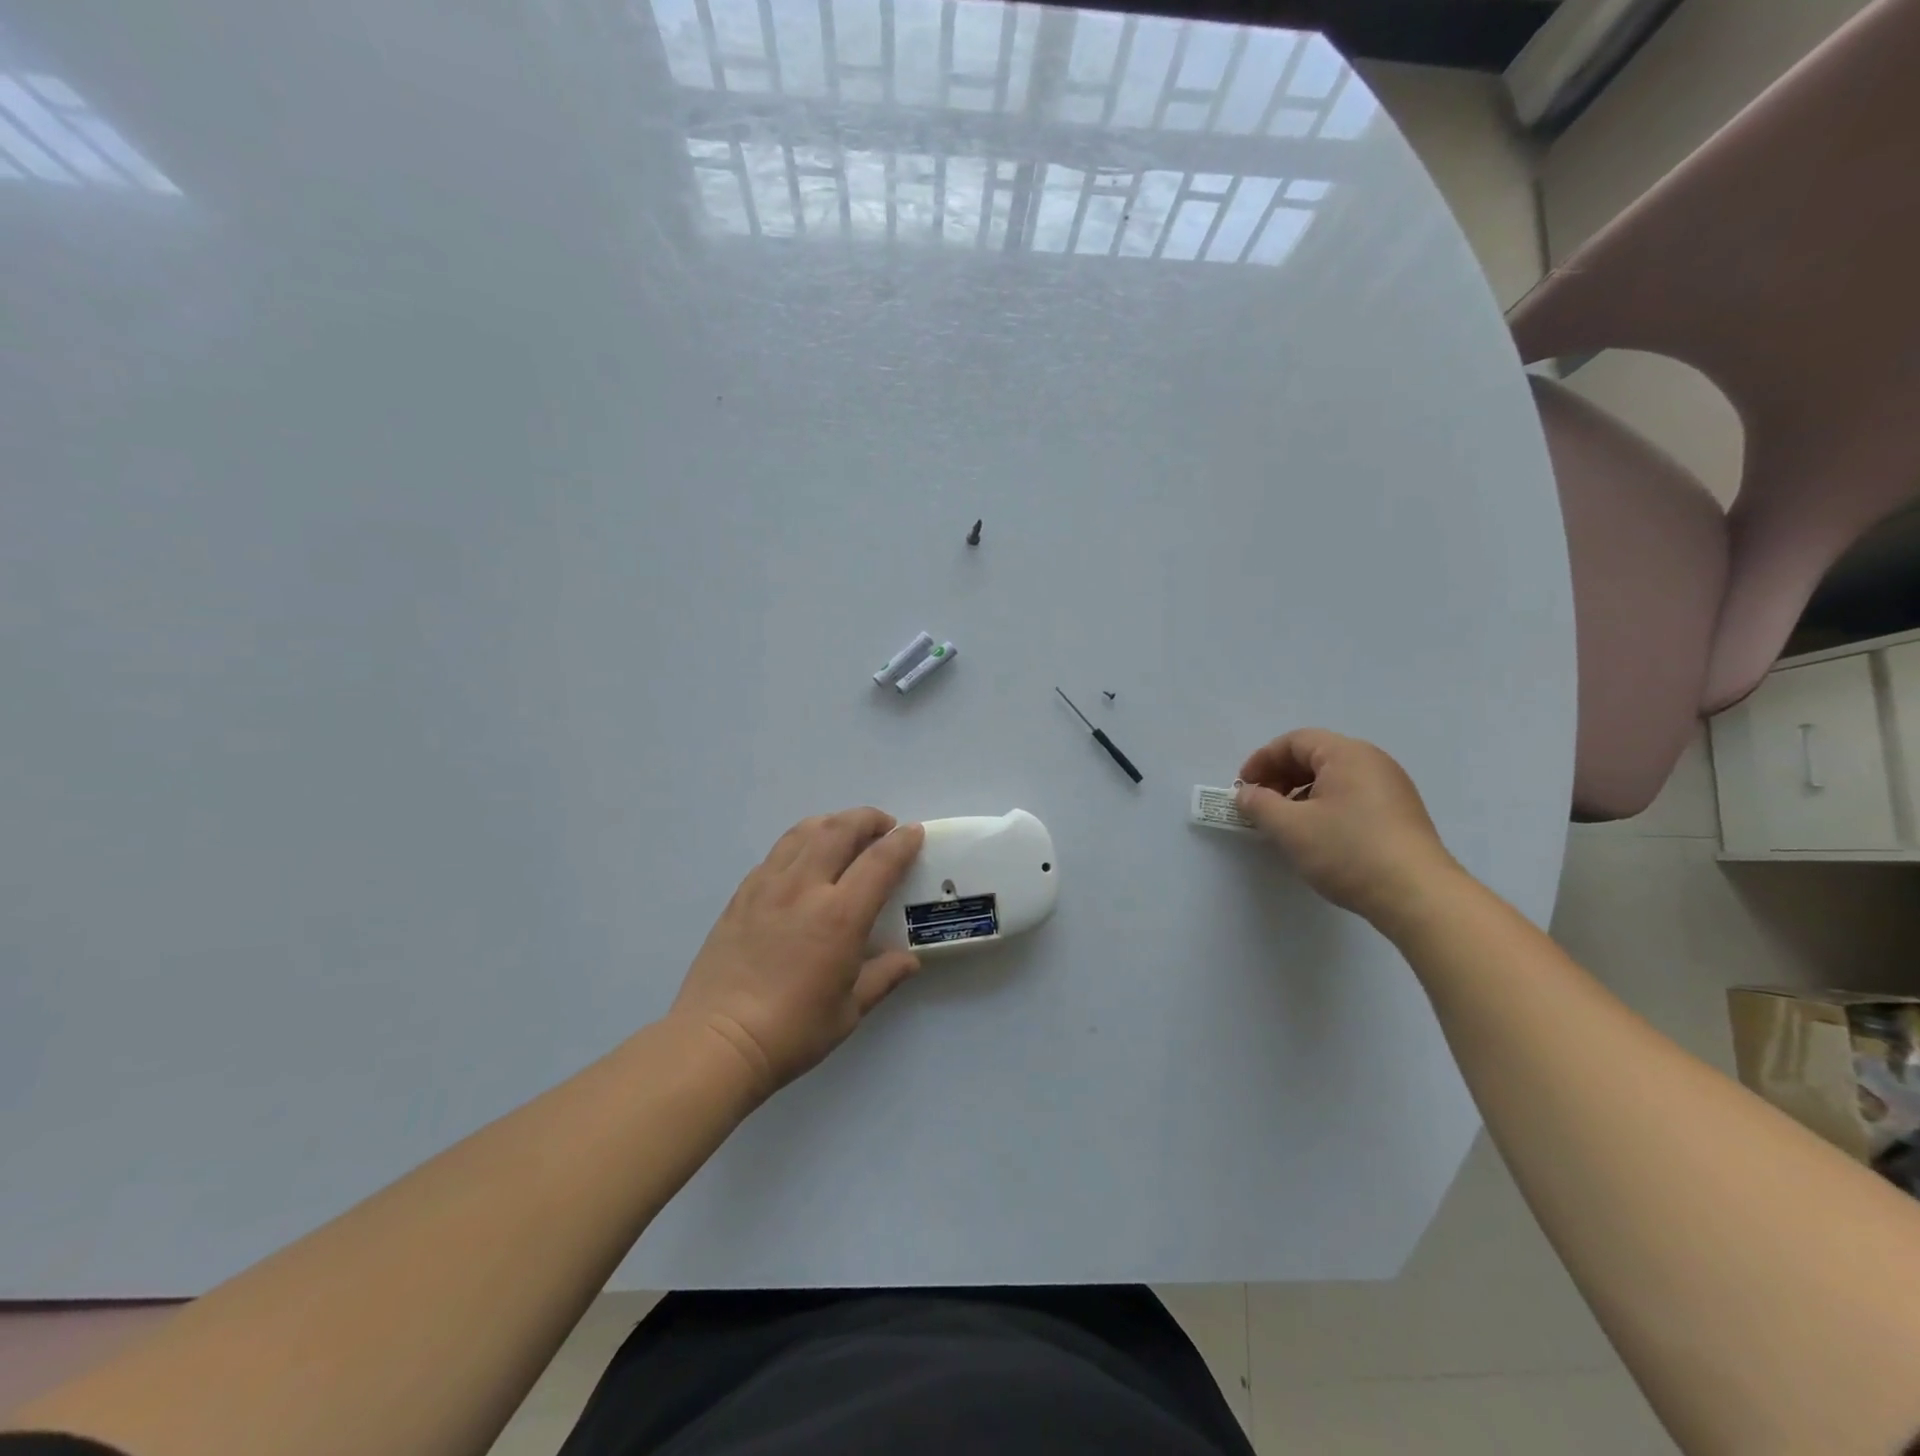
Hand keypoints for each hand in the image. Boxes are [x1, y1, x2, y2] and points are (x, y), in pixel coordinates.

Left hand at [670, 809, 924, 1100]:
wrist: (718, 1041)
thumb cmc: (792, 1031)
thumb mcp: (849, 1010)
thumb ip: (883, 976)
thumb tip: (909, 960)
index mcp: (840, 916)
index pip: (879, 861)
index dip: (902, 841)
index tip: (914, 832)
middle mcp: (805, 888)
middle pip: (839, 830)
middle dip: (867, 819)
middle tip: (883, 826)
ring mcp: (768, 886)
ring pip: (804, 832)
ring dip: (832, 822)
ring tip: (845, 832)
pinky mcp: (742, 893)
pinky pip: (777, 852)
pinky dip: (801, 842)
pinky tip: (805, 859)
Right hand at [1236, 729, 1461, 926]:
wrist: (1417, 895)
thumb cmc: (1348, 851)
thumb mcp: (1290, 827)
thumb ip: (1259, 805)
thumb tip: (1246, 794)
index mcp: (1346, 754)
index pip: (1295, 741)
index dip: (1262, 760)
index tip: (1242, 787)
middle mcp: (1372, 762)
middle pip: (1315, 756)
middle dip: (1280, 777)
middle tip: (1259, 804)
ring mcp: (1391, 788)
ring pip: (1334, 778)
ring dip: (1300, 793)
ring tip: (1284, 823)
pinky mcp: (1399, 814)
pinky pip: (1352, 796)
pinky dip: (1324, 806)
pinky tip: (1316, 834)